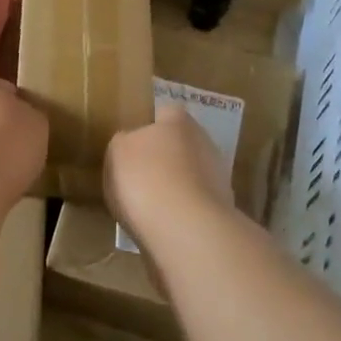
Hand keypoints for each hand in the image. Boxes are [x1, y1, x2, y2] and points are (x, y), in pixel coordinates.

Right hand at [106, 103, 234, 244]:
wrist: (184, 227)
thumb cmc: (144, 178)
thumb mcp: (117, 152)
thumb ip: (124, 142)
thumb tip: (131, 142)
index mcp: (178, 121)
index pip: (166, 113)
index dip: (151, 127)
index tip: (134, 146)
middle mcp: (204, 142)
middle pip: (182, 144)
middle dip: (166, 158)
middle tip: (141, 177)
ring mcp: (218, 176)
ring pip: (192, 174)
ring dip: (177, 185)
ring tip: (151, 206)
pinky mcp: (222, 208)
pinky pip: (196, 203)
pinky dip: (184, 210)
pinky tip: (166, 224)